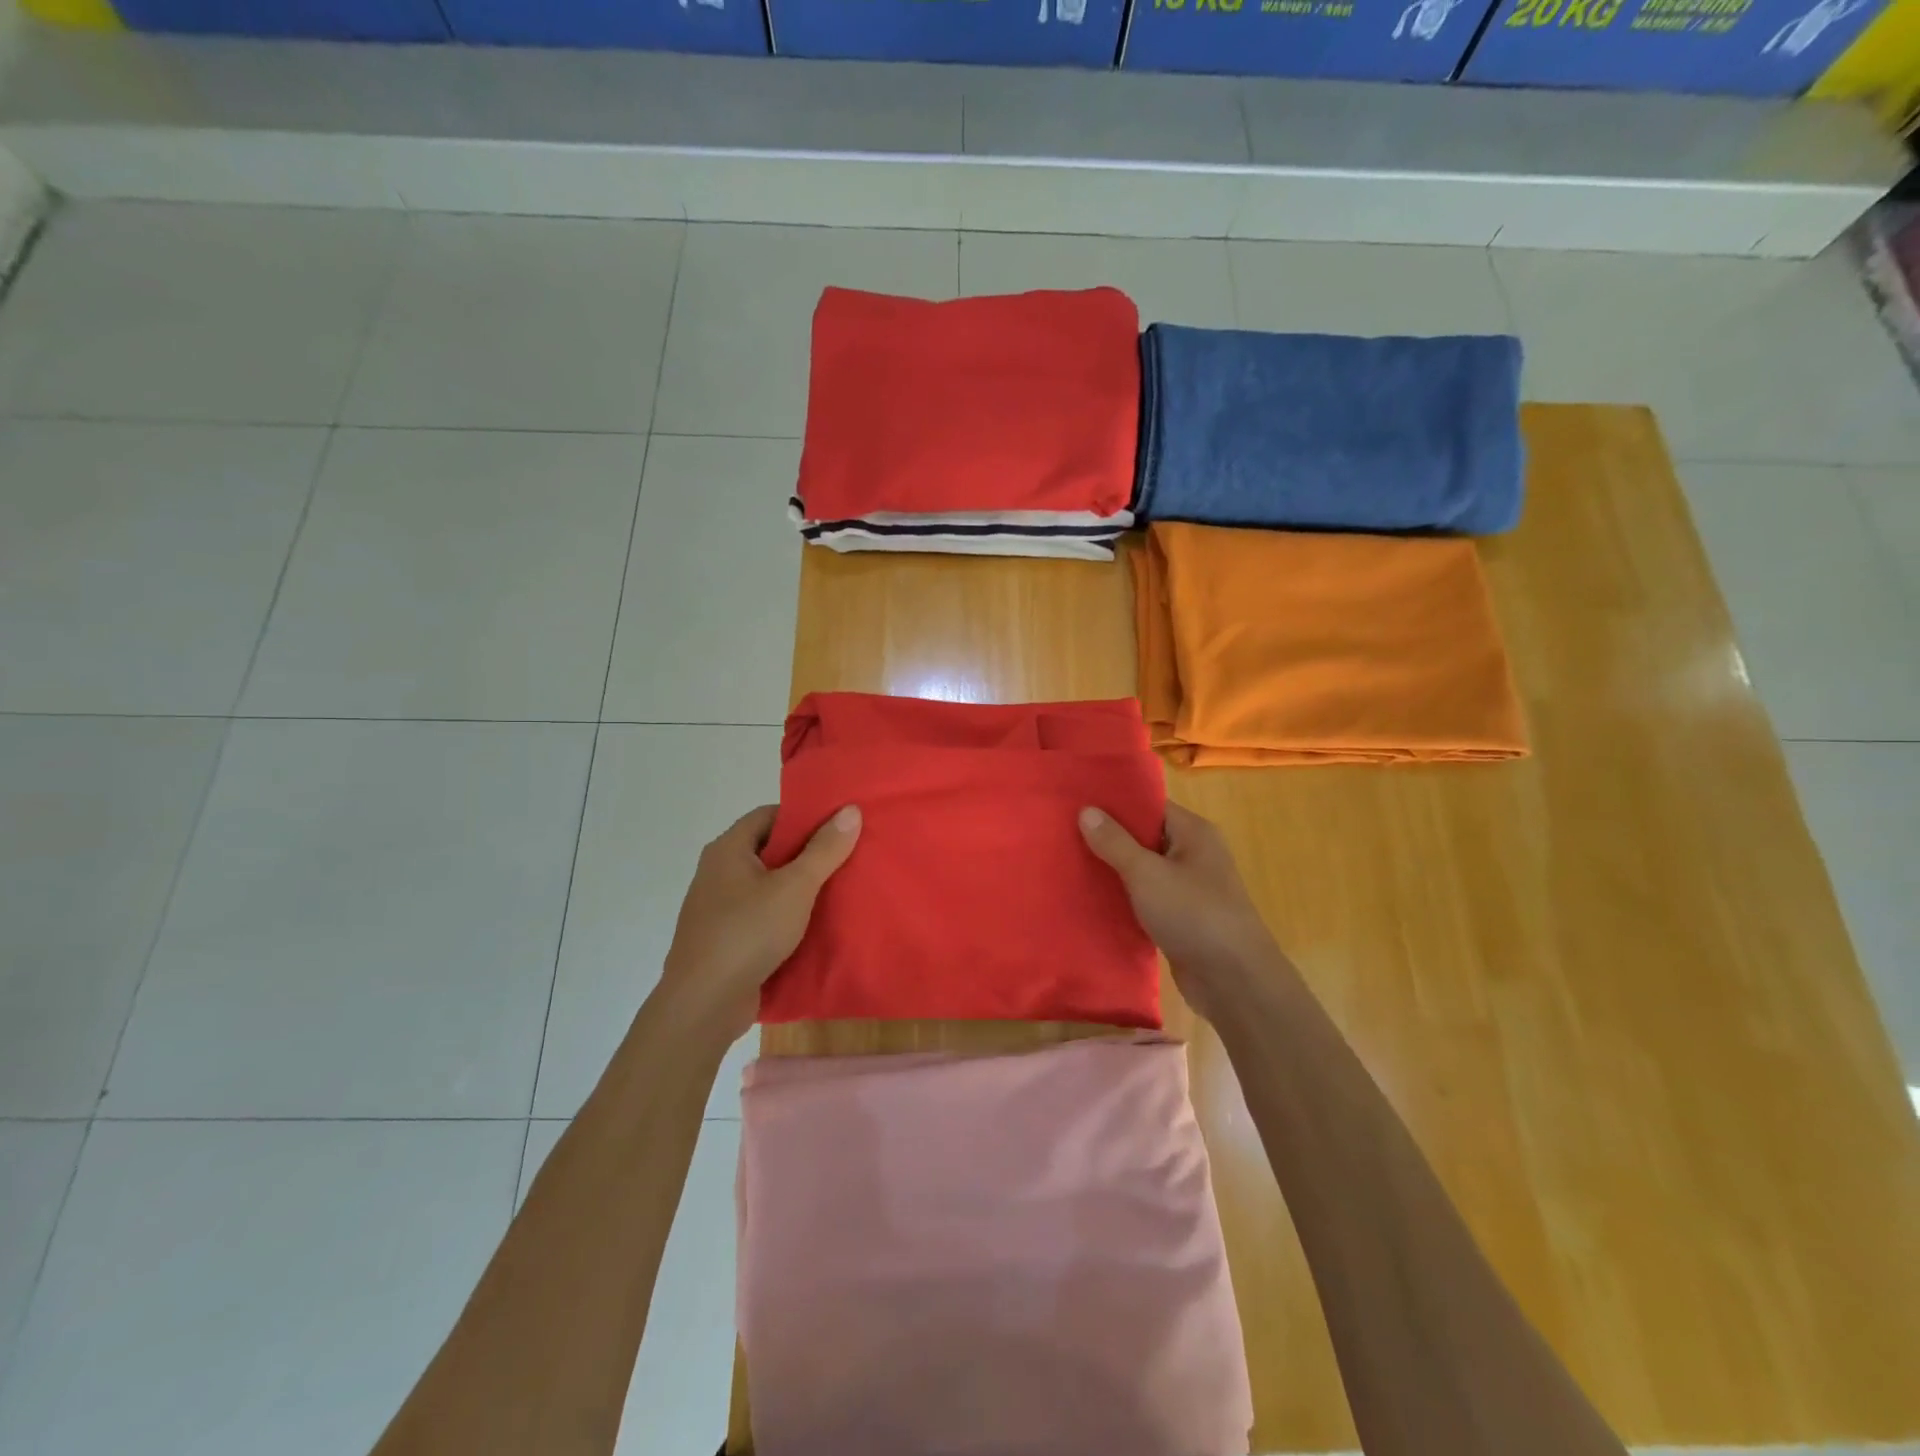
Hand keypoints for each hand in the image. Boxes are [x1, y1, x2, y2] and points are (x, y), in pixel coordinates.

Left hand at [657, 803, 860, 1040]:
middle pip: (769, 850)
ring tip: (839, 889)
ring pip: (767, 886)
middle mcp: (718, 872)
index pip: (769, 815)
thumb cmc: (747, 933)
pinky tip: (814, 925)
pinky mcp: (725, 939)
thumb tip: (850, 809)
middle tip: (846, 856)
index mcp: (727, 850)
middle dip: (807, 853)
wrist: (703, 1004)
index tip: (837, 825)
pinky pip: (761, 915)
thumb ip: (824, 849)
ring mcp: (718, 908)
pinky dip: (786, 915)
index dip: (803, 816)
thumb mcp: (795, 887)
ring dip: (798, 887)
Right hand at [1080, 802, 1284, 1019]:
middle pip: (1144, 837)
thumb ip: (1115, 842)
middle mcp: (1194, 854)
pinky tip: (1091, 899)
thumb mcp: (1147, 873)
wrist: (1233, 981)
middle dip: (1108, 838)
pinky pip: (1146, 898)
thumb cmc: (1193, 914)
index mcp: (1193, 832)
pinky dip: (1124, 898)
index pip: (1149, 806)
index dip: (1114, 804)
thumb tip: (1086, 810)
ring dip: (1113, 871)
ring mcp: (1189, 889)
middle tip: (1063, 834)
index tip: (1076, 803)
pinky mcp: (1181, 918)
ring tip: (1069, 864)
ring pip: (1143, 870)